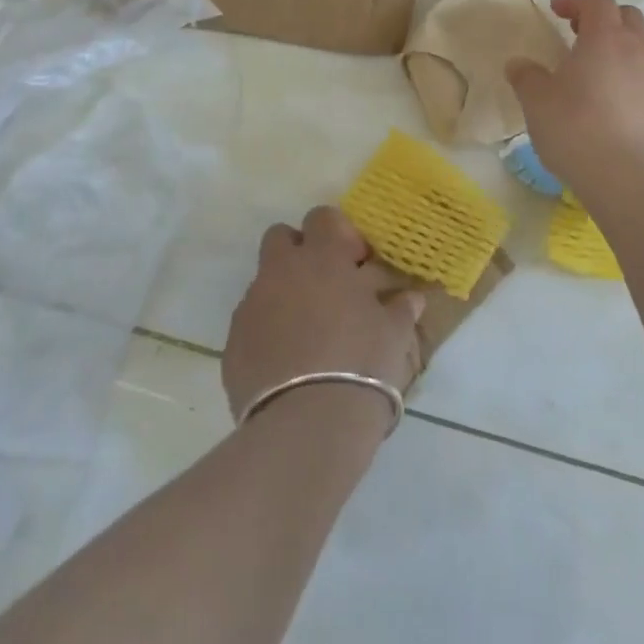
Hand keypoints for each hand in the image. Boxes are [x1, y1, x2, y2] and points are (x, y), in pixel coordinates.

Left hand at [223, 206, 425, 434]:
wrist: (308, 427)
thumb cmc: (361, 365)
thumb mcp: (394, 335)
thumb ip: (400, 308)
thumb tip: (411, 297)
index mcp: (322, 258)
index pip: (322, 216)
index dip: (339, 233)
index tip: (356, 263)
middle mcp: (281, 271)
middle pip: (281, 238)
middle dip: (300, 253)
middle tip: (326, 287)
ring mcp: (251, 306)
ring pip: (264, 283)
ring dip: (284, 295)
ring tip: (309, 334)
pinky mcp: (232, 344)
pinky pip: (250, 323)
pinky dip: (266, 332)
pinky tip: (288, 364)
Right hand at [505, 0, 643, 198]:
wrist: (634, 178)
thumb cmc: (578, 129)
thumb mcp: (538, 103)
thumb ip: (527, 78)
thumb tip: (518, 64)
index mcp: (605, 37)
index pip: (596, 0)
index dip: (576, 0)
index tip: (557, 11)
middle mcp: (639, 48)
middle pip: (628, 16)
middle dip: (604, 19)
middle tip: (580, 36)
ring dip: (627, 46)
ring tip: (605, 68)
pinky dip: (639, 77)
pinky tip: (622, 102)